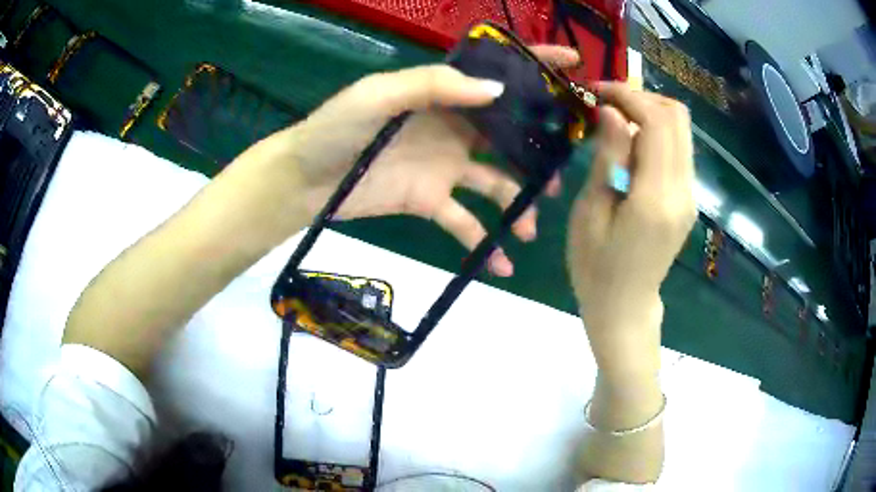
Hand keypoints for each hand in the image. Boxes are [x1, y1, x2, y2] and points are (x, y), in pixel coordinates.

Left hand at [244, 46, 577, 275]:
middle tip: (561, 175)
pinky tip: (502, 265)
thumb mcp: (377, 95)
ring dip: (518, 204)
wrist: (303, 180)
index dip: (535, 66)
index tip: (573, 65)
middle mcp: (452, 128)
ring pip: (495, 183)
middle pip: (508, 136)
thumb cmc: (334, 129)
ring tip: (533, 228)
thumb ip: (432, 85)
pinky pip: (465, 223)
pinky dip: (484, 243)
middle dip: (539, 152)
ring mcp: (445, 167)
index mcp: (442, 95)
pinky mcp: (431, 202)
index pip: (496, 75)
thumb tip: (496, 90)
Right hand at [567, 83, 695, 364]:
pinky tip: (631, 141)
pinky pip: (679, 149)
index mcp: (656, 198)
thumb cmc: (595, 268)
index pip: (656, 123)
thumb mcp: (590, 212)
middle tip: (606, 101)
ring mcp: (690, 195)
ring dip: (650, 112)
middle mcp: (683, 191)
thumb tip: (612, 112)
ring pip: (682, 130)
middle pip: (677, 118)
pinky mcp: (688, 198)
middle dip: (641, 98)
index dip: (628, 96)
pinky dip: (657, 132)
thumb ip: (608, 158)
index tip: (596, 90)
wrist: (625, 308)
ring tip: (615, 117)